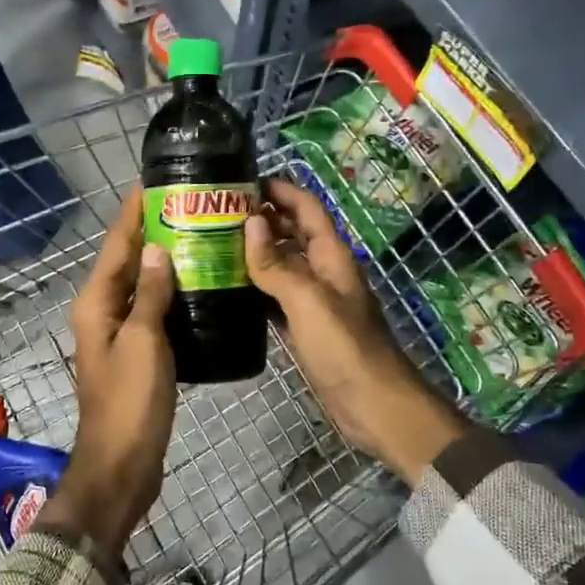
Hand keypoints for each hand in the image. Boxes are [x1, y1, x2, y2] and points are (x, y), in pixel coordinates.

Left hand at [48, 186, 177, 557]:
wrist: (122, 464)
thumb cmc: (130, 402)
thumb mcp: (144, 343)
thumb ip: (150, 295)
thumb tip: (157, 249)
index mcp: (96, 303)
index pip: (116, 245)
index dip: (133, 212)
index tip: (154, 182)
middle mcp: (102, 311)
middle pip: (126, 261)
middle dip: (151, 230)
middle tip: (188, 204)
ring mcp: (118, 333)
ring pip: (140, 285)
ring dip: (163, 260)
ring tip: (198, 235)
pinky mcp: (136, 353)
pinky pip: (151, 310)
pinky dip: (170, 292)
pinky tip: (197, 285)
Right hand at [245, 178, 469, 484]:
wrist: (372, 404)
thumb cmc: (344, 346)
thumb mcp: (308, 300)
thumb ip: (277, 263)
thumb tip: (250, 222)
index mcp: (332, 255)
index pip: (306, 207)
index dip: (279, 189)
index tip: (242, 180)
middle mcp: (323, 270)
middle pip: (291, 232)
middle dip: (261, 217)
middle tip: (215, 212)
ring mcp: (314, 299)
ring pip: (282, 264)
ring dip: (254, 251)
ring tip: (212, 243)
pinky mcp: (304, 326)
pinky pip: (276, 296)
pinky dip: (255, 286)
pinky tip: (227, 286)